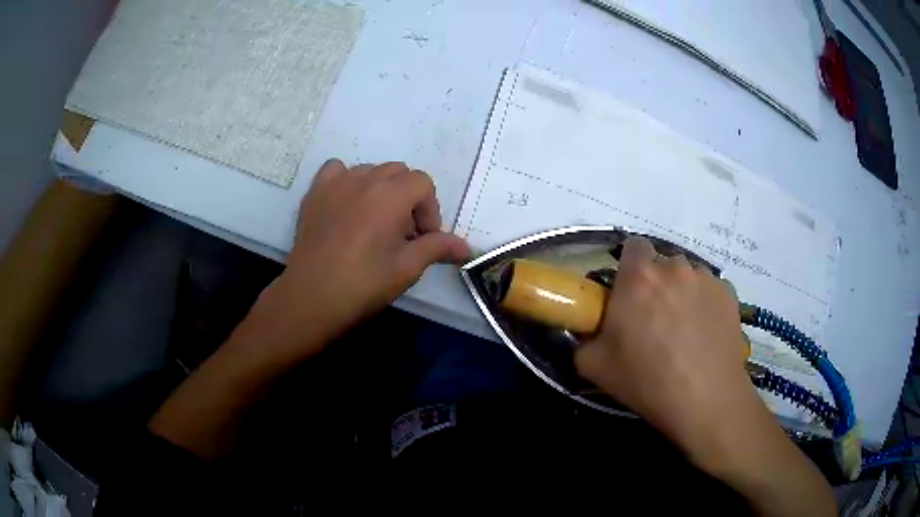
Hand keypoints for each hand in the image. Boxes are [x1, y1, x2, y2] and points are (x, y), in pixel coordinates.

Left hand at [234, 159, 469, 368]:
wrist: (311, 297)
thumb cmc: (363, 284)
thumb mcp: (406, 269)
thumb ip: (437, 248)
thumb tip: (466, 247)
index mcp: (391, 195)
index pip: (423, 183)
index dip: (429, 209)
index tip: (423, 237)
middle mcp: (365, 179)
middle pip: (398, 172)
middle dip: (408, 198)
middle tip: (402, 232)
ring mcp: (336, 182)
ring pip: (370, 171)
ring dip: (380, 190)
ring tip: (374, 222)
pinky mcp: (315, 192)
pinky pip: (336, 170)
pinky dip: (347, 181)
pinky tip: (346, 204)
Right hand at [575, 237, 749, 460]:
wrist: (705, 398)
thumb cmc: (647, 381)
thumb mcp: (594, 367)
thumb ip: (584, 340)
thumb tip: (589, 332)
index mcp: (638, 278)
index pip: (633, 246)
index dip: (629, 266)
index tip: (629, 293)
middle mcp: (673, 268)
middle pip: (662, 265)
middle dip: (656, 285)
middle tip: (655, 319)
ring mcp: (705, 278)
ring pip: (688, 276)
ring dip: (682, 293)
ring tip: (685, 329)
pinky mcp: (728, 293)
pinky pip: (710, 290)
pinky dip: (705, 304)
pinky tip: (705, 334)